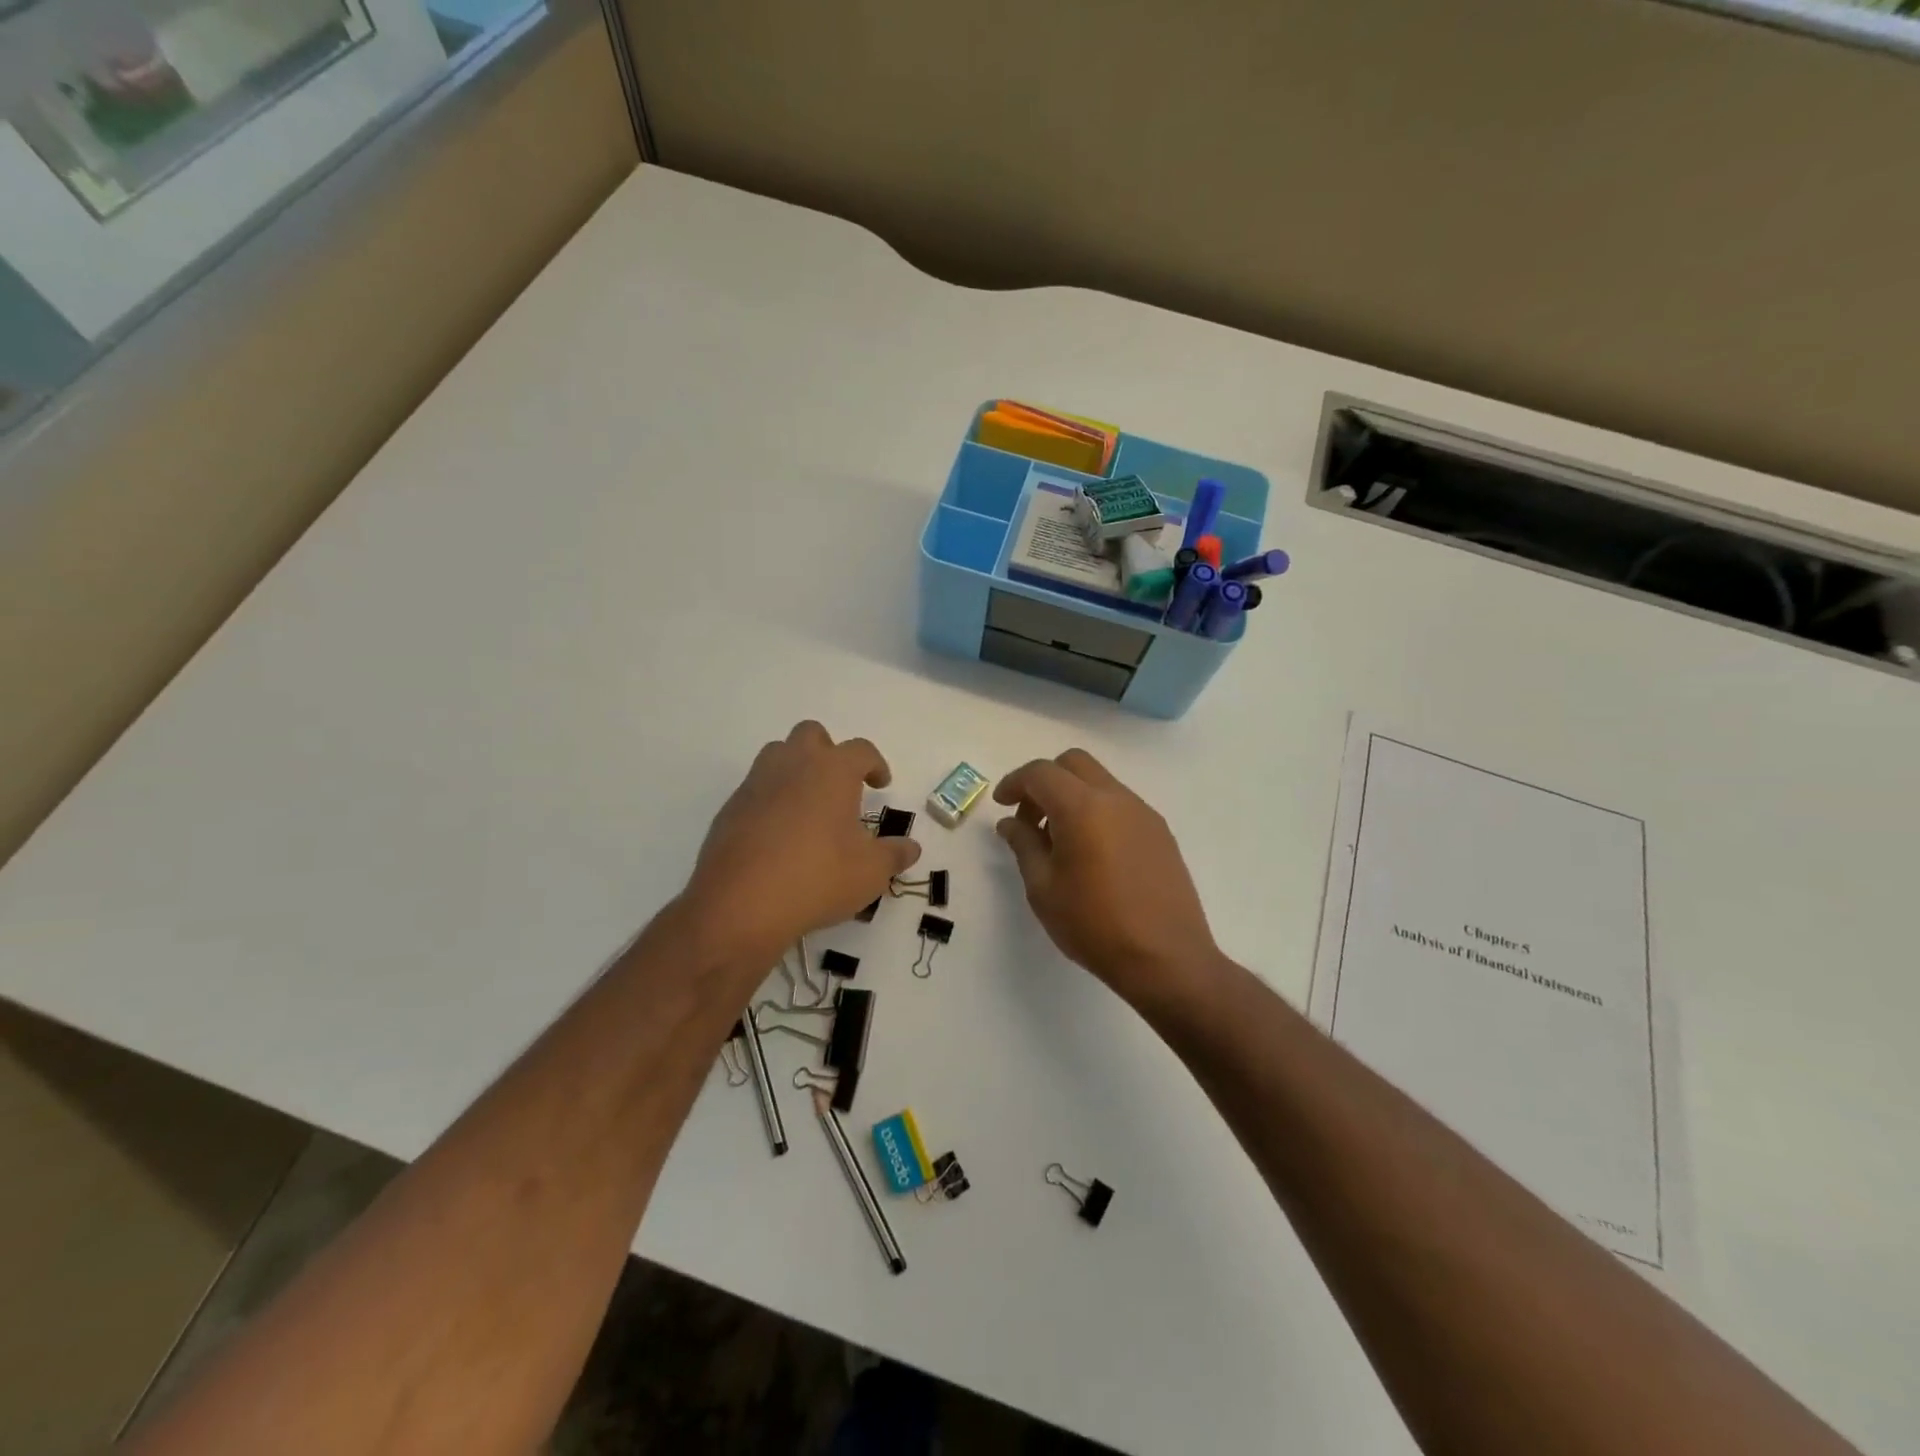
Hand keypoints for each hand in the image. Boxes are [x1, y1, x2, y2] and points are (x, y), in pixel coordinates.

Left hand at [684, 722, 920, 966]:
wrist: (740, 905)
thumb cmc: (817, 878)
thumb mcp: (870, 873)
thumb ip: (894, 855)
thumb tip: (911, 848)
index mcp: (833, 770)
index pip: (861, 750)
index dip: (875, 764)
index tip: (881, 784)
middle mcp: (793, 765)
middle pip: (811, 734)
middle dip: (829, 752)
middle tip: (840, 786)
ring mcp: (756, 783)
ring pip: (778, 755)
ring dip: (796, 769)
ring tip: (809, 805)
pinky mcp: (730, 808)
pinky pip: (756, 789)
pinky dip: (771, 799)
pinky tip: (779, 835)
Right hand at [995, 749, 1219, 1006]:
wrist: (1166, 958)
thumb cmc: (1094, 925)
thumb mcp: (1043, 889)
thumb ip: (1024, 845)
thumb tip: (1011, 822)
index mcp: (1082, 807)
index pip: (1041, 773)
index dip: (1014, 783)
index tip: (1001, 804)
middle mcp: (1116, 798)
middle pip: (1073, 763)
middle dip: (1045, 780)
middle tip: (1030, 818)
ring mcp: (1143, 813)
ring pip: (1099, 781)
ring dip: (1072, 795)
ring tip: (1059, 840)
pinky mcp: (1160, 832)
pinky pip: (1120, 803)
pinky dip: (1096, 811)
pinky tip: (1091, 852)